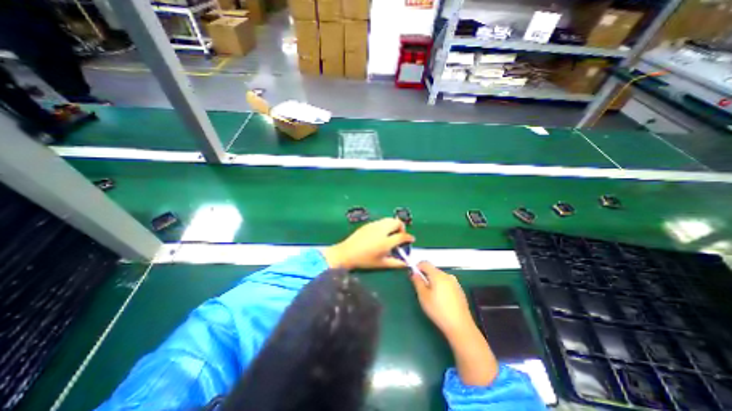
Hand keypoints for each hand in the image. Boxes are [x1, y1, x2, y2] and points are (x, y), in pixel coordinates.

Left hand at [323, 217, 413, 270]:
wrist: (347, 253)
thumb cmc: (364, 260)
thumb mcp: (381, 264)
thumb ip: (395, 263)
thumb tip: (406, 263)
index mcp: (386, 242)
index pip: (402, 236)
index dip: (409, 237)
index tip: (411, 239)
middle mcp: (382, 231)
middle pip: (397, 222)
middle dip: (402, 227)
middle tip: (400, 235)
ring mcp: (374, 225)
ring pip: (389, 219)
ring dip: (394, 224)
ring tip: (391, 233)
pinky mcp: (369, 224)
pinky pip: (381, 221)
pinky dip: (386, 224)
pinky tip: (382, 233)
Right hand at [411, 262, 475, 337]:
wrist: (460, 326)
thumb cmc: (438, 310)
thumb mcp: (423, 296)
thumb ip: (417, 282)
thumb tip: (414, 273)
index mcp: (438, 275)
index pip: (425, 263)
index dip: (417, 267)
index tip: (414, 276)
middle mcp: (447, 275)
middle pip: (433, 270)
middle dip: (425, 276)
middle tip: (421, 289)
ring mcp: (455, 283)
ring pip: (440, 277)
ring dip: (433, 282)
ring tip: (431, 296)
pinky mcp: (459, 290)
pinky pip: (446, 283)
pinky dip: (441, 287)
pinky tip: (441, 301)